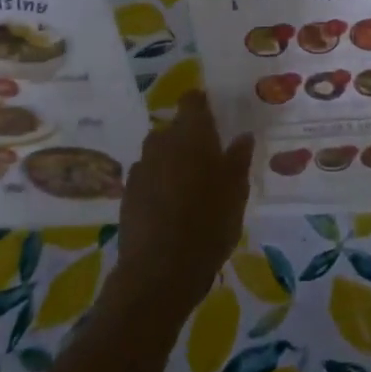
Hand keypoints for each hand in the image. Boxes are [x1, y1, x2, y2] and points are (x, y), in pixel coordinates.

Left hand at [110, 92, 253, 321]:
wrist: (160, 270)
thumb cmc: (209, 223)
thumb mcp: (237, 191)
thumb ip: (239, 159)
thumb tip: (243, 135)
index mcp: (192, 135)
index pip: (192, 101)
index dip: (201, 104)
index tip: (212, 114)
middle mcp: (162, 143)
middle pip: (173, 129)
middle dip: (187, 138)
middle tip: (207, 159)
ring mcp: (141, 169)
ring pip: (158, 154)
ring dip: (171, 162)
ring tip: (188, 186)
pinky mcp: (127, 194)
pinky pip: (147, 178)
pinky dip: (158, 184)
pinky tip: (170, 207)